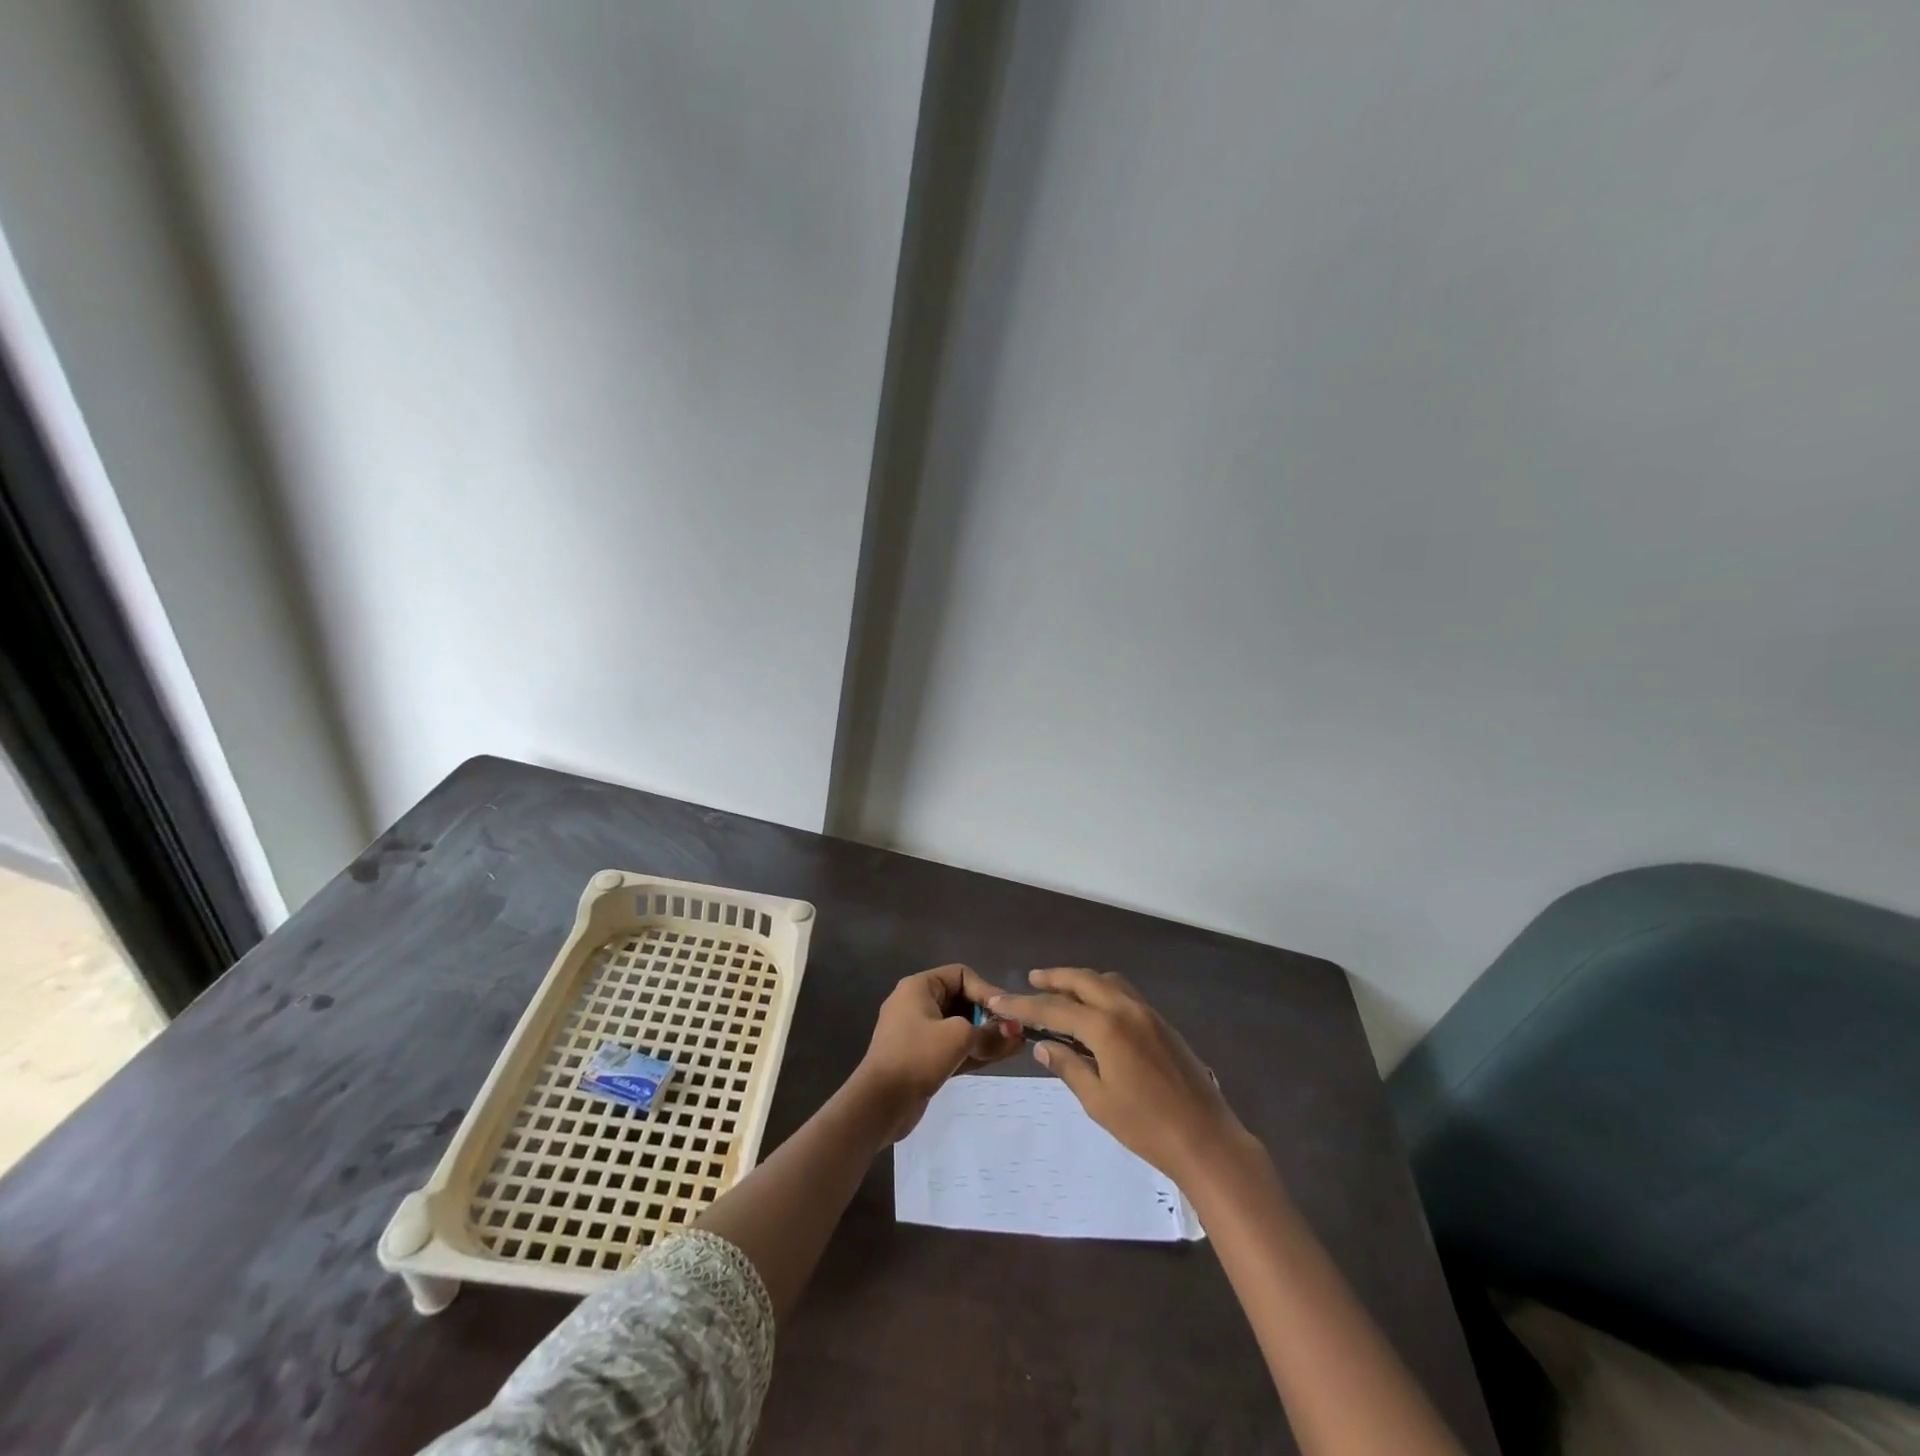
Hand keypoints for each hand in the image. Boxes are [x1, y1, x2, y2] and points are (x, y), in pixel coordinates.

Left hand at [854, 964, 1022, 1142]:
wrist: (879, 1104)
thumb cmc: (917, 1057)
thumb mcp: (958, 1038)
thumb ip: (989, 1032)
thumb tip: (1015, 1032)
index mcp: (919, 987)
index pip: (961, 975)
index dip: (987, 991)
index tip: (1008, 1013)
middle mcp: (917, 1004)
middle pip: (961, 1001)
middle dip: (989, 1016)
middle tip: (1015, 1032)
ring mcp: (918, 1033)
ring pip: (959, 1027)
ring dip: (986, 1036)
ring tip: (1016, 1046)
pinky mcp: (922, 1058)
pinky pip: (953, 1047)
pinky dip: (974, 1051)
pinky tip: (1000, 1057)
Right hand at [990, 968, 1249, 1186]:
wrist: (1206, 1140)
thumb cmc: (1147, 1127)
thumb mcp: (1098, 1101)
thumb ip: (1068, 1067)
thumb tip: (1043, 1046)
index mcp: (1107, 1027)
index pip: (1055, 1009)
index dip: (1023, 1005)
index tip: (998, 999)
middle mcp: (1127, 1009)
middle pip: (1083, 980)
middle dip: (1054, 978)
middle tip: (1031, 979)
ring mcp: (1148, 1014)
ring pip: (1107, 981)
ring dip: (1081, 981)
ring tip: (1061, 990)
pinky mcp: (1162, 1024)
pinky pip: (1125, 993)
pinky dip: (1103, 991)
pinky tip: (1096, 1009)